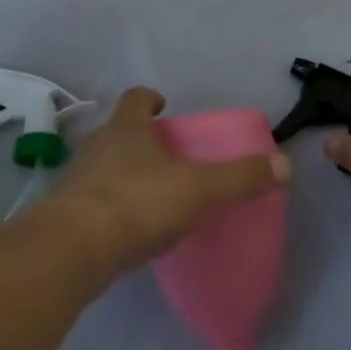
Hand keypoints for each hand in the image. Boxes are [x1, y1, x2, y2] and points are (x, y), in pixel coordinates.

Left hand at [52, 87, 291, 275]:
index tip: (164, 105)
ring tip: (151, 194)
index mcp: (126, 128)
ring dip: (124, 174)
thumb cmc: (137, 203)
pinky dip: (111, 207)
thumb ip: (240, 178)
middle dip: (141, 139)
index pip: (136, 98)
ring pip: (104, 166)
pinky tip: (128, 229)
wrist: (71, 251)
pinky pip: (93, 201)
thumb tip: (285, 164)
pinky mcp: (65, 215)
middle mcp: (97, 145)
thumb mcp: (198, 189)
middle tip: (167, 157)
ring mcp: (77, 180)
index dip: (150, 98)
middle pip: (119, 131)